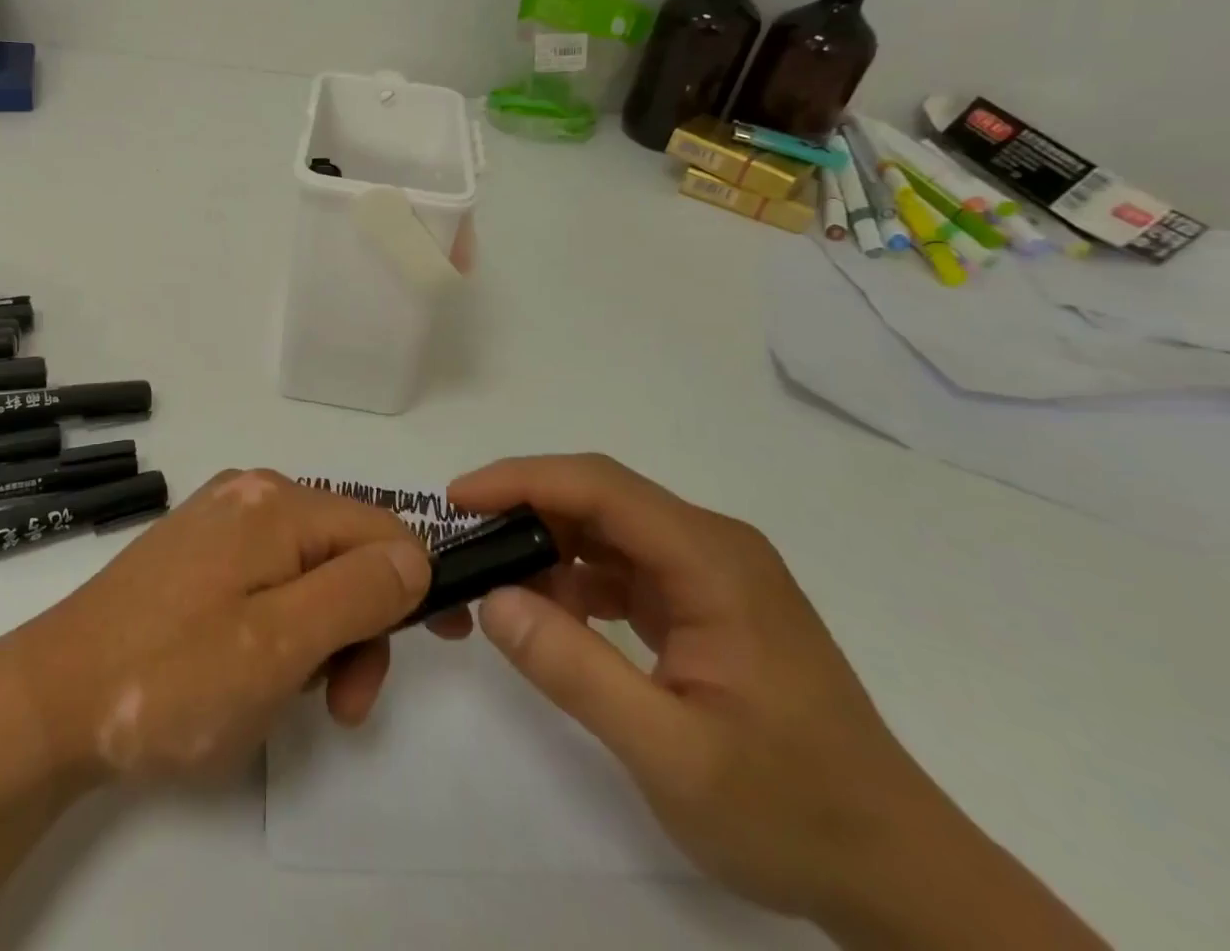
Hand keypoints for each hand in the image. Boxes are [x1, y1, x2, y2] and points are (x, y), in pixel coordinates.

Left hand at [14, 469, 431, 782]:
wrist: (52, 699)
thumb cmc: (172, 678)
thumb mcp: (280, 645)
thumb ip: (358, 594)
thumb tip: (417, 558)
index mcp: (276, 502)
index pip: (383, 530)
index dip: (416, 587)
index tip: (429, 654)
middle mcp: (253, 493)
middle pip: (346, 550)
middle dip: (360, 624)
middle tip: (340, 703)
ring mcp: (221, 519)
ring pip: (310, 568)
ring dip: (321, 632)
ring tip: (288, 696)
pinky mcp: (198, 550)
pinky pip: (270, 576)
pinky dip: (283, 623)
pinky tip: (253, 666)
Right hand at [440, 454, 960, 928]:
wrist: (898, 875)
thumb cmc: (790, 811)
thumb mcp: (670, 754)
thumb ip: (575, 671)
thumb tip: (493, 599)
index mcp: (712, 560)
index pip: (599, 486)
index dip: (521, 480)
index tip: (458, 499)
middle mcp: (712, 546)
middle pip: (600, 497)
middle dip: (526, 512)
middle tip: (465, 547)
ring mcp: (711, 573)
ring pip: (607, 529)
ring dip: (547, 547)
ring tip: (498, 587)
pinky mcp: (705, 602)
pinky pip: (623, 566)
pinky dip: (576, 580)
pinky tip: (552, 616)